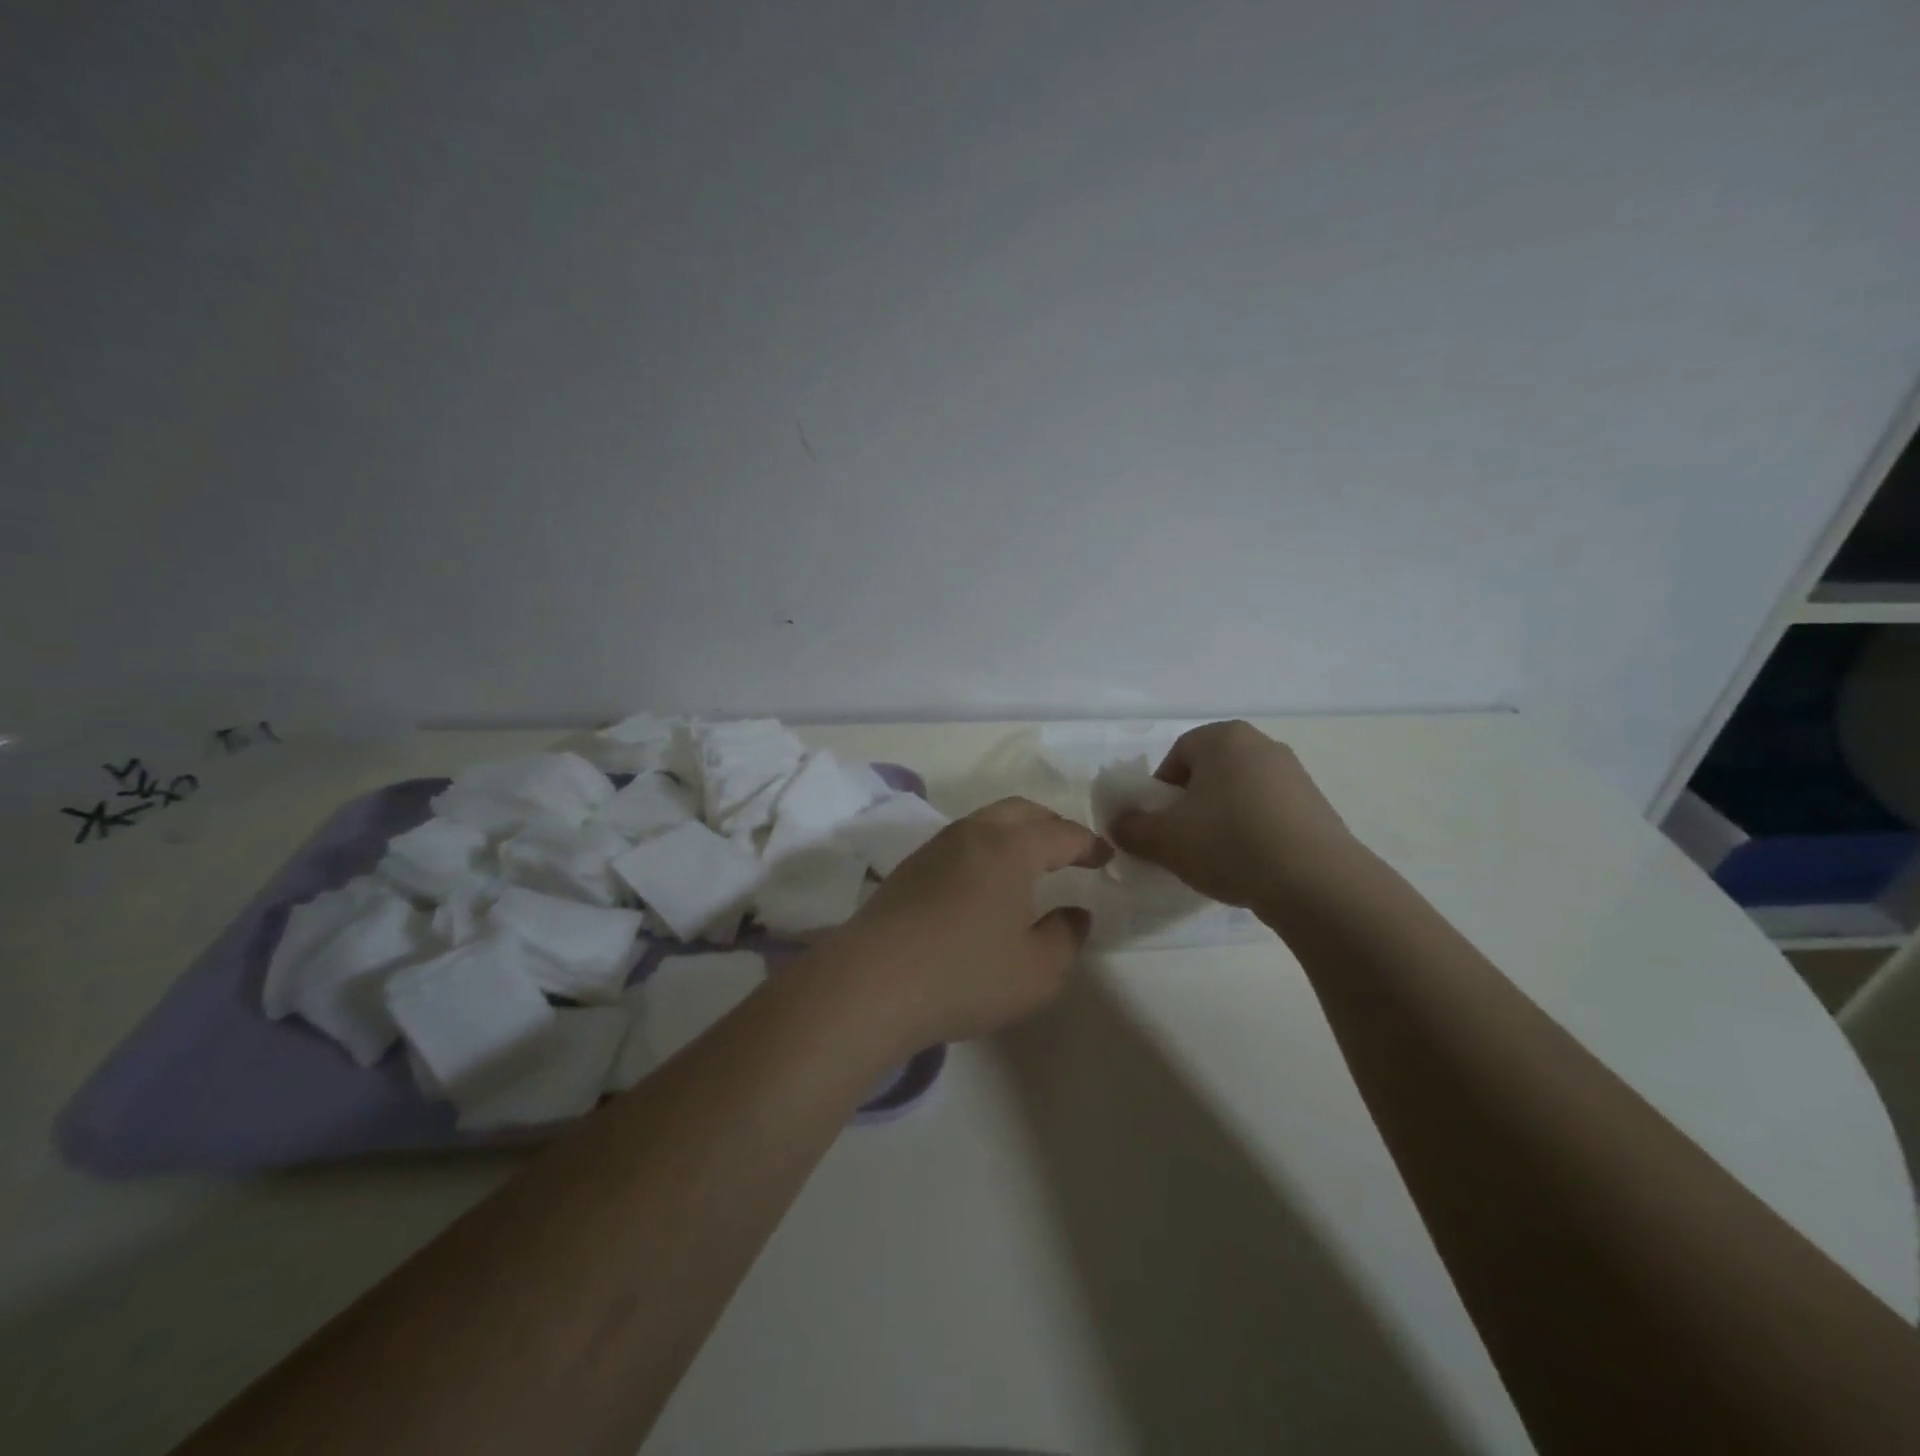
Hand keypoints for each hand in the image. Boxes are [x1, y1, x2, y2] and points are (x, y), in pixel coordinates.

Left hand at [819, 798, 1111, 1054]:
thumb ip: (1066, 937)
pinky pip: (960, 842)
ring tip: (1029, 862)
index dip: (1088, 844)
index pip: (1060, 832)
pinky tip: (984, 882)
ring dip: (1014, 832)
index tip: (1105, 857)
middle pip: (1020, 811)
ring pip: (985, 822)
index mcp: (1010, 848)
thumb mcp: (1037, 971)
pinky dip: (985, 849)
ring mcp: (934, 848)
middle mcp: (972, 834)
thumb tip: (1075, 913)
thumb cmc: (964, 974)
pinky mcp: (908, 869)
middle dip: (1051, 825)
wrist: (870, 983)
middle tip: (1070, 850)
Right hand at [1109, 720, 1357, 910]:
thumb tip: (1120, 824)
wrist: (1316, 883)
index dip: (1160, 791)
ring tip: (1218, 858)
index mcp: (1223, 738)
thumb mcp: (1163, 840)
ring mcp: (1295, 775)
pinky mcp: (1318, 806)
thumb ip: (1131, 827)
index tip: (1160, 825)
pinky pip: (1269, 813)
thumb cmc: (1229, 844)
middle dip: (1191, 804)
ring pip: (1240, 793)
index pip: (1177, 755)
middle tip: (1183, 841)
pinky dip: (1253, 832)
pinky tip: (1251, 865)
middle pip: (1210, 772)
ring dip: (1222, 819)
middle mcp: (1262, 745)